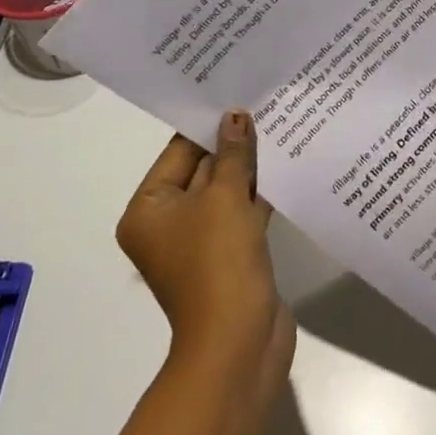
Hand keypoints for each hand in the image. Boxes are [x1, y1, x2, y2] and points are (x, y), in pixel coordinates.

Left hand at [116, 111, 293, 404]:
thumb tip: (235, 117)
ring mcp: (201, 241)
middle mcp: (168, 223)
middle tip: (265, 103)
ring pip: (226, 190)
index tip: (238, 93)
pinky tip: (287, 165)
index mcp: (148, 209)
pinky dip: (260, 192)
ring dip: (251, 166)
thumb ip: (232, 154)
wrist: (239, 341)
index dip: (209, 124)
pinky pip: (243, 212)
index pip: (179, 152)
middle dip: (234, 143)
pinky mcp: (231, 254)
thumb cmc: (218, 261)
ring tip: (281, 126)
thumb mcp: (225, 197)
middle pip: (203, 169)